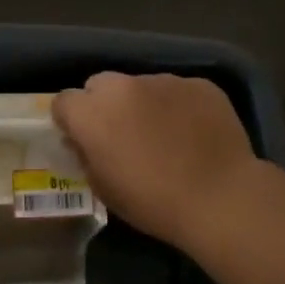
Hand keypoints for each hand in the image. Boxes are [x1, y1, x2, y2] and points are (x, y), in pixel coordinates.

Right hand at [52, 72, 260, 247]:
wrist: (219, 197)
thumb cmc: (153, 202)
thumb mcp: (104, 189)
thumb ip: (86, 157)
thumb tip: (83, 142)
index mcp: (92, 114)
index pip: (64, 101)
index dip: (70, 121)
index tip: (82, 138)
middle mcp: (124, 87)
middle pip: (100, 84)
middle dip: (103, 105)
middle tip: (120, 133)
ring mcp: (164, 81)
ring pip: (140, 85)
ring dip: (141, 103)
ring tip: (163, 134)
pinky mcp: (199, 84)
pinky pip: (176, 90)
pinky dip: (177, 106)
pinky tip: (192, 132)